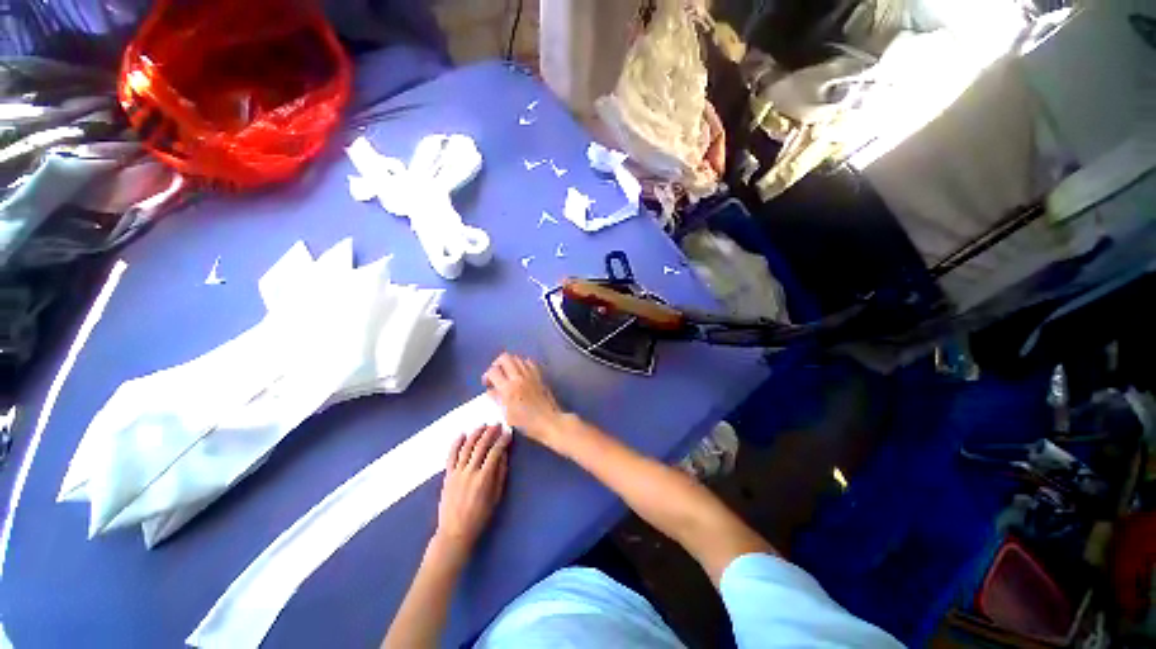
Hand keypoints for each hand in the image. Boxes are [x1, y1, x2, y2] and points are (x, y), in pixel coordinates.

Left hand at [434, 425, 509, 554]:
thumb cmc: (480, 516)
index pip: (495, 452)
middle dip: (490, 432)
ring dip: (476, 434)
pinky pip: (451, 455)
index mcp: (484, 478)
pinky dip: (456, 443)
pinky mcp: (448, 475)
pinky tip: (462, 434)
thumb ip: (500, 473)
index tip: (509, 432)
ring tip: (483, 425)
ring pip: (467, 447)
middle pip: (481, 446)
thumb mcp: (496, 496)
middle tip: (497, 424)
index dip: (503, 440)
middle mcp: (470, 472)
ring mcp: (457, 472)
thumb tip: (504, 454)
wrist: (455, 531)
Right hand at [483, 353, 563, 442]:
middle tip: (497, 374)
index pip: (493, 371)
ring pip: (517, 358)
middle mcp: (519, 377)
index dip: (487, 376)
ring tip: (508, 374)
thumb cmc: (527, 423)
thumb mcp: (507, 415)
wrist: (549, 421)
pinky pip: (529, 362)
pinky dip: (522, 364)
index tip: (488, 384)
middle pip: (504, 358)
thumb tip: (490, 390)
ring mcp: (530, 374)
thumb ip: (497, 399)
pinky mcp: (539, 375)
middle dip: (497, 364)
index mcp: (508, 389)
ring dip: (509, 363)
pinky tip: (521, 373)